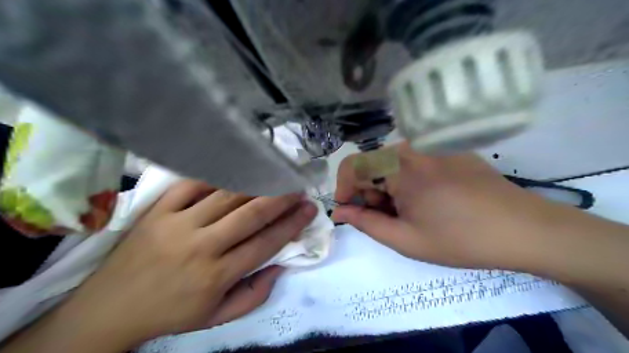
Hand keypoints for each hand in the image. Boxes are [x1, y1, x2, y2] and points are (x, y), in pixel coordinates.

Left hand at [52, 181, 319, 349]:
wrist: (109, 308)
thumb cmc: (171, 313)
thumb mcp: (217, 317)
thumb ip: (254, 294)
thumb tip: (280, 265)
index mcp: (217, 275)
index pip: (266, 242)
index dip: (292, 223)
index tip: (309, 209)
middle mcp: (201, 246)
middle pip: (251, 214)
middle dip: (281, 198)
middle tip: (298, 187)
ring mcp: (178, 224)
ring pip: (226, 195)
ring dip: (256, 183)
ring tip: (275, 175)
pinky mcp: (158, 211)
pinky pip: (192, 185)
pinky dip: (217, 176)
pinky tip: (235, 171)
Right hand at [331, 141, 576, 270]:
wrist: (525, 230)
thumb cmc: (461, 239)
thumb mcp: (405, 239)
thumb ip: (366, 223)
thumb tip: (340, 211)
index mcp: (399, 166)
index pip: (352, 165)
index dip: (343, 188)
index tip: (350, 210)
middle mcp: (413, 147)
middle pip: (373, 165)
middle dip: (370, 193)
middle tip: (389, 220)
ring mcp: (434, 146)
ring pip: (392, 164)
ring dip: (389, 188)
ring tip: (410, 213)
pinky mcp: (449, 150)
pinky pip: (414, 161)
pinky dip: (408, 180)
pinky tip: (429, 200)